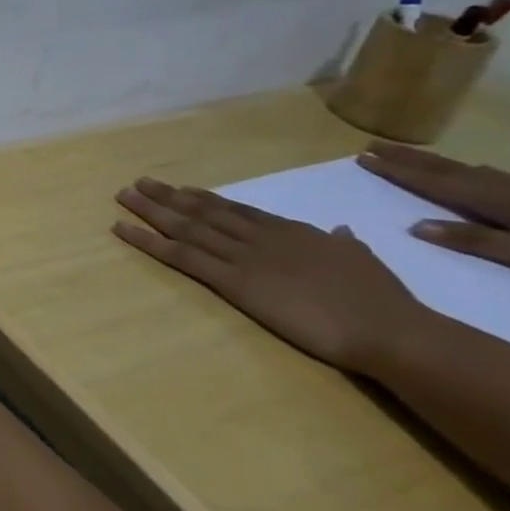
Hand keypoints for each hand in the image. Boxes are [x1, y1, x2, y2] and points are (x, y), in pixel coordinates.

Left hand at [113, 178, 431, 372]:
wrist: (387, 328)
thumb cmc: (383, 301)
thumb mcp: (363, 260)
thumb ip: (345, 243)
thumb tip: (342, 230)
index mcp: (291, 232)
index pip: (238, 210)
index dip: (206, 199)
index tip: (181, 189)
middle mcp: (259, 237)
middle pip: (203, 211)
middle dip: (168, 196)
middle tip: (138, 183)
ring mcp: (241, 256)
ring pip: (184, 226)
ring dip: (150, 210)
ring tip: (123, 196)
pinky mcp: (230, 280)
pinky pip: (179, 255)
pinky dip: (147, 240)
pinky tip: (122, 228)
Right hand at [358, 142, 509, 280]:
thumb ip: (476, 241)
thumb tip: (415, 225)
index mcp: (499, 203)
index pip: (437, 182)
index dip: (399, 170)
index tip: (362, 157)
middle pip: (451, 171)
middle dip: (409, 159)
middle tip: (371, 146)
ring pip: (471, 172)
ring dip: (435, 163)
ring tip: (407, 155)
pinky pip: (493, 179)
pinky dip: (470, 173)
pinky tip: (474, 173)